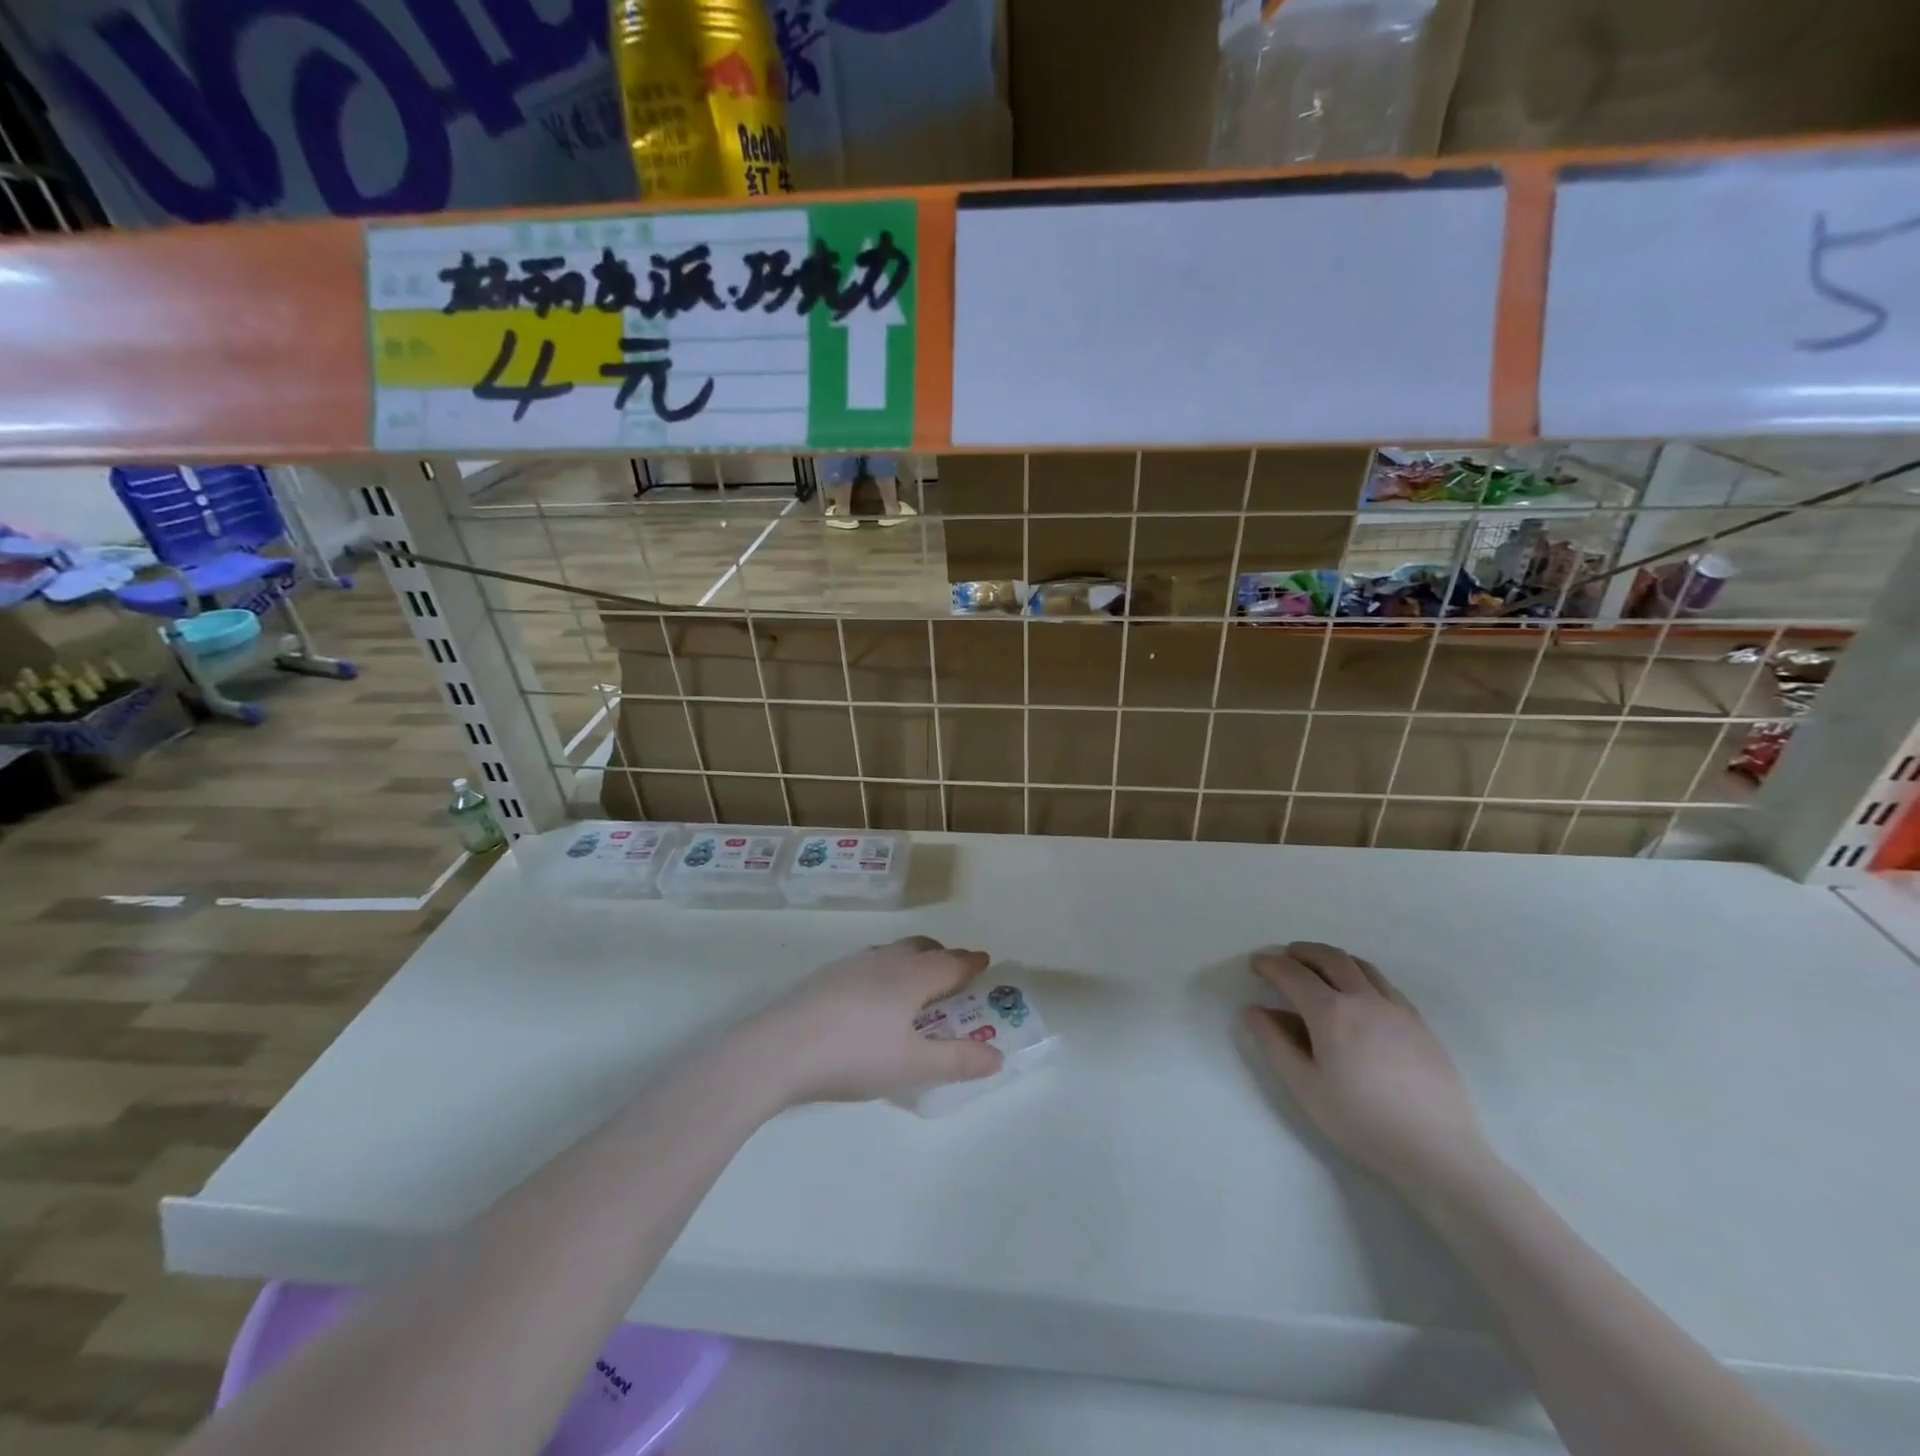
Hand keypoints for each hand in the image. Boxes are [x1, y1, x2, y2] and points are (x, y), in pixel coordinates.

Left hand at [745, 936, 1003, 1105]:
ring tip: (913, 987)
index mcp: (911, 976)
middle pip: (921, 948)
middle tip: (952, 976)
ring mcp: (851, 965)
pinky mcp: (825, 977)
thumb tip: (997, 1055)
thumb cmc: (855, 1055)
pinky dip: (884, 973)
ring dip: (910, 962)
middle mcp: (884, 961)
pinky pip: (868, 965)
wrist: (779, 1049)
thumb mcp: (912, 1066)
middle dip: (942, 956)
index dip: (971, 963)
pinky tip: (871, 1001)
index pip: (951, 962)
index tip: (985, 962)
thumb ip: (957, 1060)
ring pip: (891, 953)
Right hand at [1244, 942, 1491, 1194]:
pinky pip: (1386, 985)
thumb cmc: (1361, 1121)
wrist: (1437, 1152)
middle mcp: (1364, 999)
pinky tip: (1360, 995)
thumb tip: (1253, 1010)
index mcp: (1331, 1012)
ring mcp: (1397, 1009)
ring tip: (1320, 967)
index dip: (1271, 965)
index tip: (1256, 963)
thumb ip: (1274, 1044)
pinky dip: (1363, 976)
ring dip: (1335, 959)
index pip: (1293, 974)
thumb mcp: (1305, 1087)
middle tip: (1286, 956)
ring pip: (1362, 967)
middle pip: (1330, 958)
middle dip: (1303, 951)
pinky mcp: (1421, 1025)